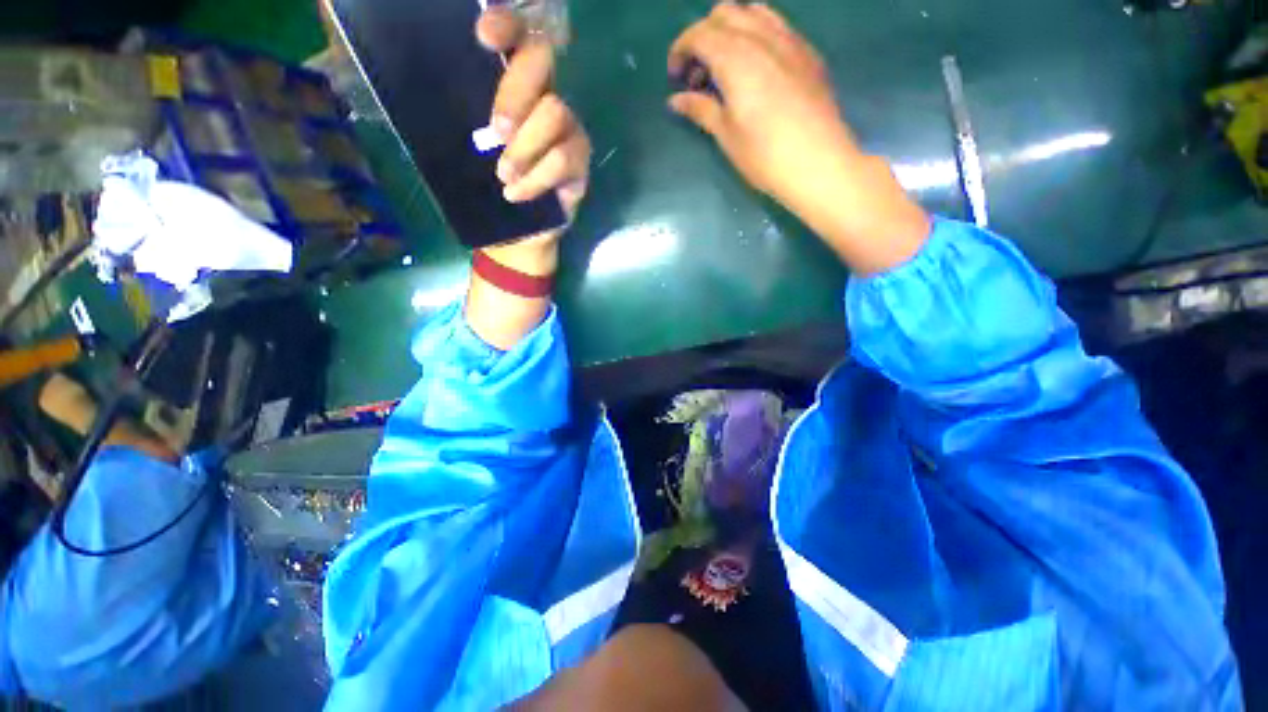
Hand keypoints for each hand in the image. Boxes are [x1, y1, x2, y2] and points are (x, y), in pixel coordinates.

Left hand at [464, 7, 591, 349]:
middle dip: (514, 93)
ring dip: (525, 148)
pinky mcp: (580, 163)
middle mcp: (543, 97)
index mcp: (512, 85)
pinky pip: (564, 159)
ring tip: (502, 175)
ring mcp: (567, 129)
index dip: (506, 26)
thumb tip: (417, 83)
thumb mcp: (461, 149)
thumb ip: (455, 116)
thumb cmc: (485, 187)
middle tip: (495, 132)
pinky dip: (537, 177)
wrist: (515, 232)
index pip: (516, 37)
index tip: (482, 37)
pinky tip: (516, 193)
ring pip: (555, 113)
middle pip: (542, 61)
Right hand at [668, 3, 928, 273]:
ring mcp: (790, 41)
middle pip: (724, 13)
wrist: (819, 164)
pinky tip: (757, 67)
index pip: (699, 33)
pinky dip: (758, 34)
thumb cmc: (764, 156)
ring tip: (727, 66)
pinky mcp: (808, 53)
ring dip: (732, 29)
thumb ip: (700, 109)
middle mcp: (762, 37)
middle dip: (704, 36)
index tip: (675, 77)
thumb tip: (675, 100)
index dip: (681, 50)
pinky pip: (778, 25)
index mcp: (736, 58)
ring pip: (753, 12)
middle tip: (700, 74)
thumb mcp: (726, 135)